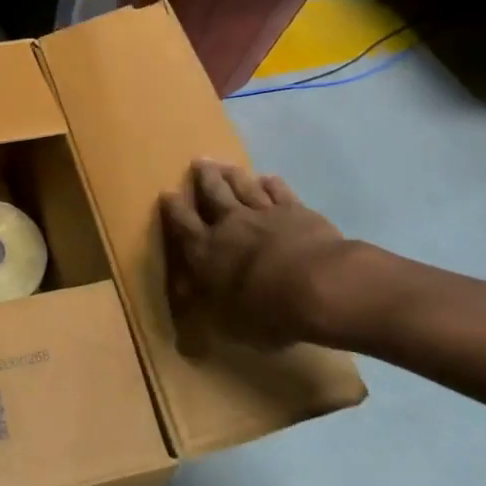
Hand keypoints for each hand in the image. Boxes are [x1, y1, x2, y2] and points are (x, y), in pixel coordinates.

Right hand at [160, 160, 357, 353]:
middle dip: (204, 177)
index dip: (173, 208)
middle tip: (199, 162)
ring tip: (225, 164)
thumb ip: (206, 310)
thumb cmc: (266, 311)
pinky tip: (268, 178)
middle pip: (214, 193)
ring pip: (244, 186)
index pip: (182, 223)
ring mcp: (265, 213)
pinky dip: (271, 183)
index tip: (166, 193)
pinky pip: (279, 191)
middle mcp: (230, 224)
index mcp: (206, 250)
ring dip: (233, 174)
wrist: (319, 287)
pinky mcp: (296, 210)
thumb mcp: (227, 323)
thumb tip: (185, 314)